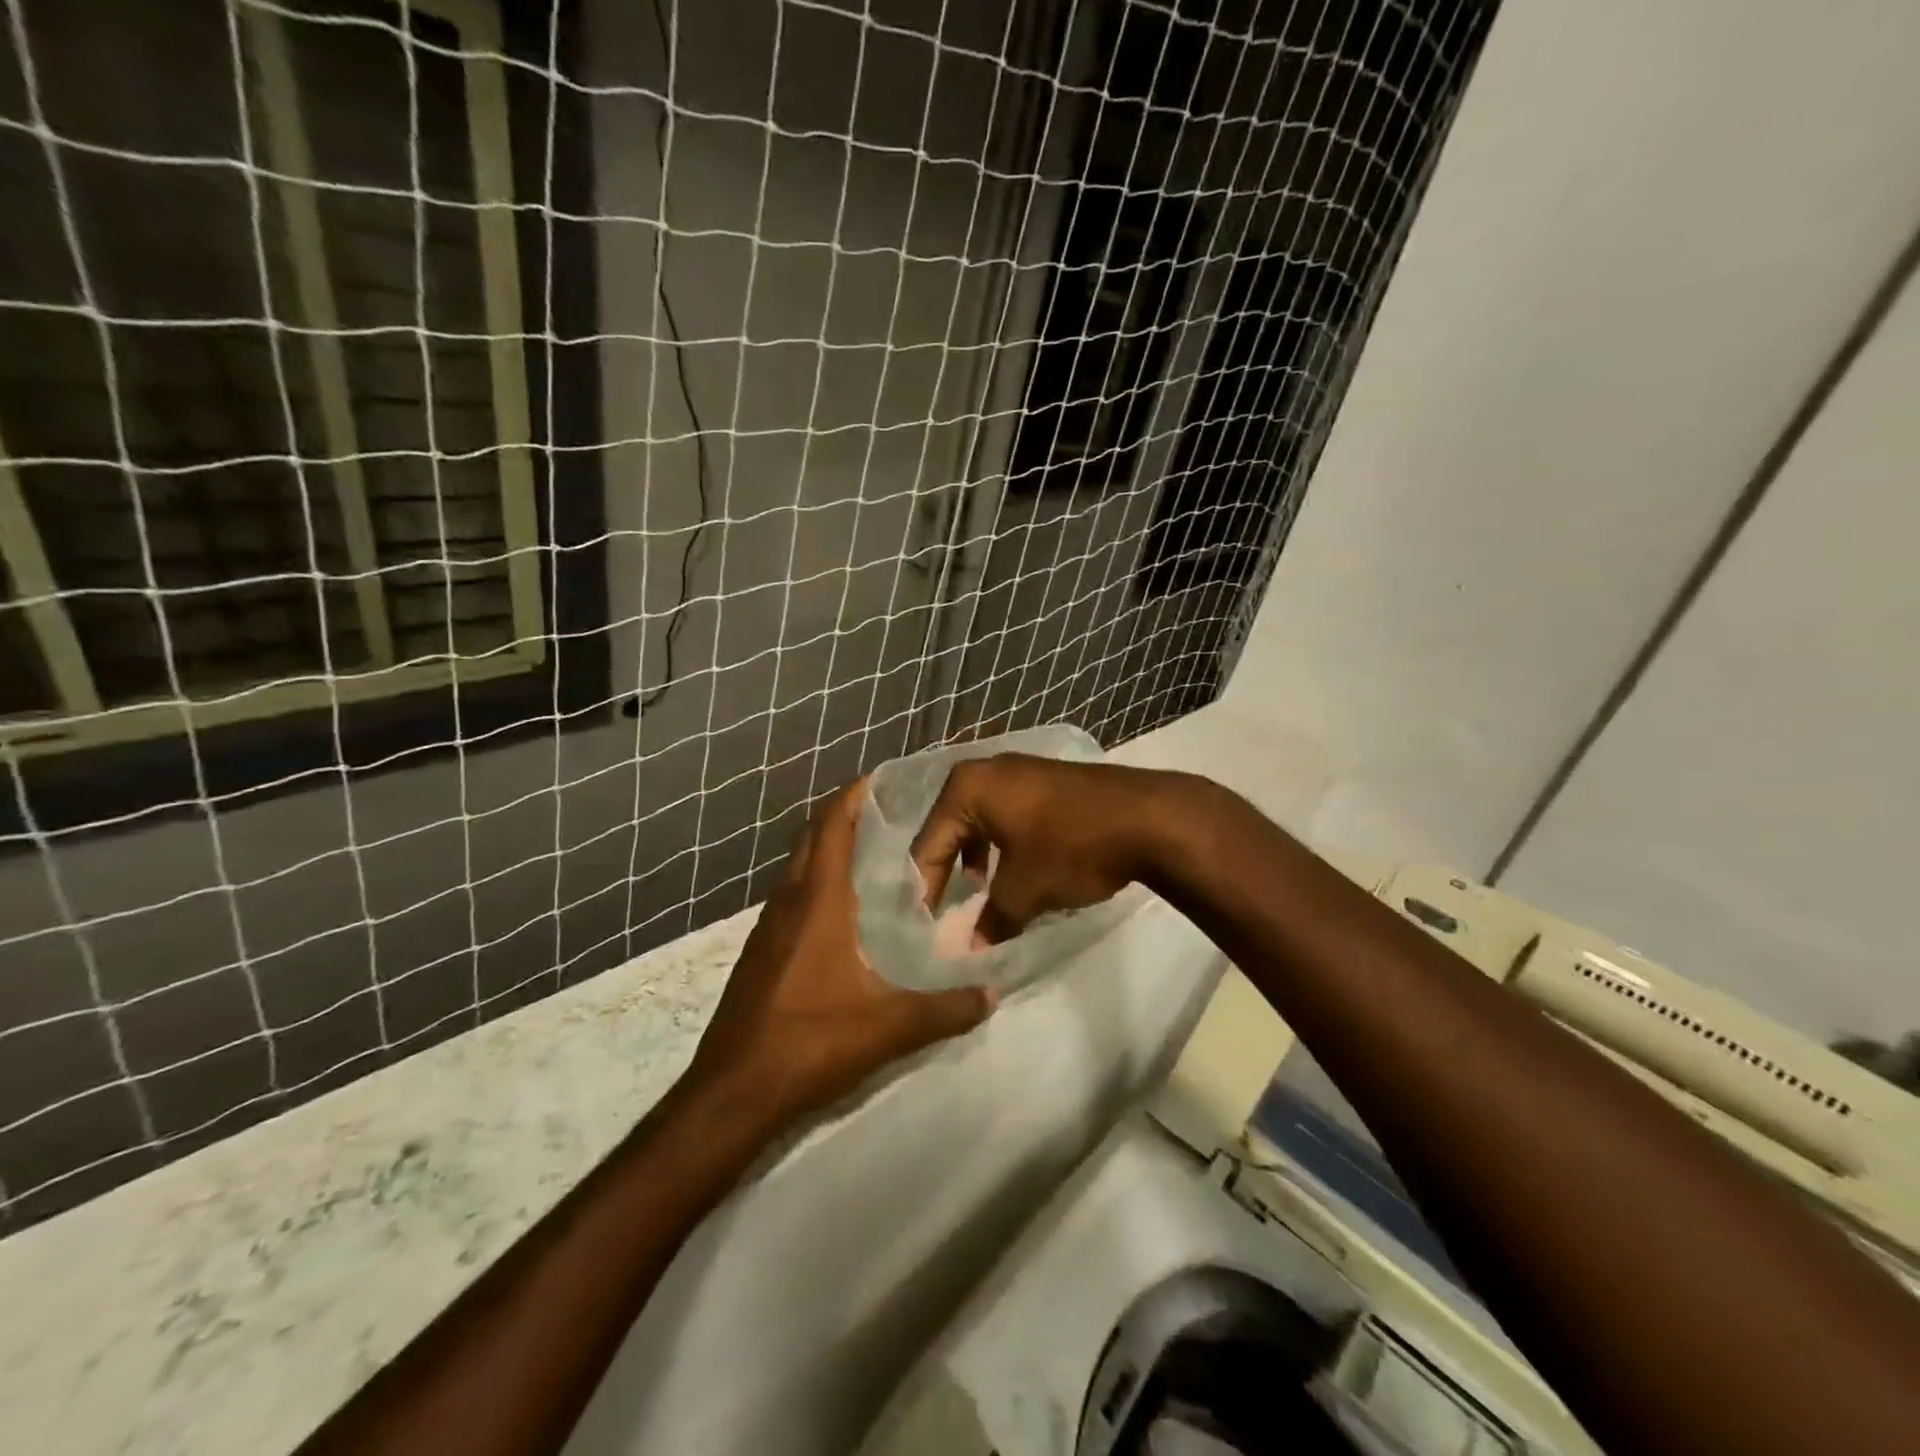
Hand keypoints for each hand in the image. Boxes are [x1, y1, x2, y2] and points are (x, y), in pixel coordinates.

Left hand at [687, 777, 996, 1130]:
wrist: (734, 1091)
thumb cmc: (811, 1042)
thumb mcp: (889, 1027)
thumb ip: (945, 1009)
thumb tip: (993, 993)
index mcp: (817, 901)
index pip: (832, 827)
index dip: (853, 796)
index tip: (880, 777)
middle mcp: (788, 902)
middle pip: (812, 838)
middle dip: (842, 814)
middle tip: (884, 809)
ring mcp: (768, 928)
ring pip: (797, 868)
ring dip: (826, 848)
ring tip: (868, 851)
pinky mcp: (760, 953)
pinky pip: (790, 897)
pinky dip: (814, 882)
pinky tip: (840, 911)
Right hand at [908, 754, 1184, 942]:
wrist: (1149, 818)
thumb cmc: (1072, 848)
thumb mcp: (1025, 890)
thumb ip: (991, 919)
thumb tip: (972, 948)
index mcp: (967, 788)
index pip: (929, 844)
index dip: (924, 889)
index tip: (921, 926)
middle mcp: (987, 770)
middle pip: (950, 828)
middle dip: (947, 870)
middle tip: (942, 910)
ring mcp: (1019, 770)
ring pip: (980, 820)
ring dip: (974, 857)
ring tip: (978, 891)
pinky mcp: (1046, 780)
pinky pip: (1007, 813)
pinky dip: (1001, 843)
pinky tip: (1014, 870)